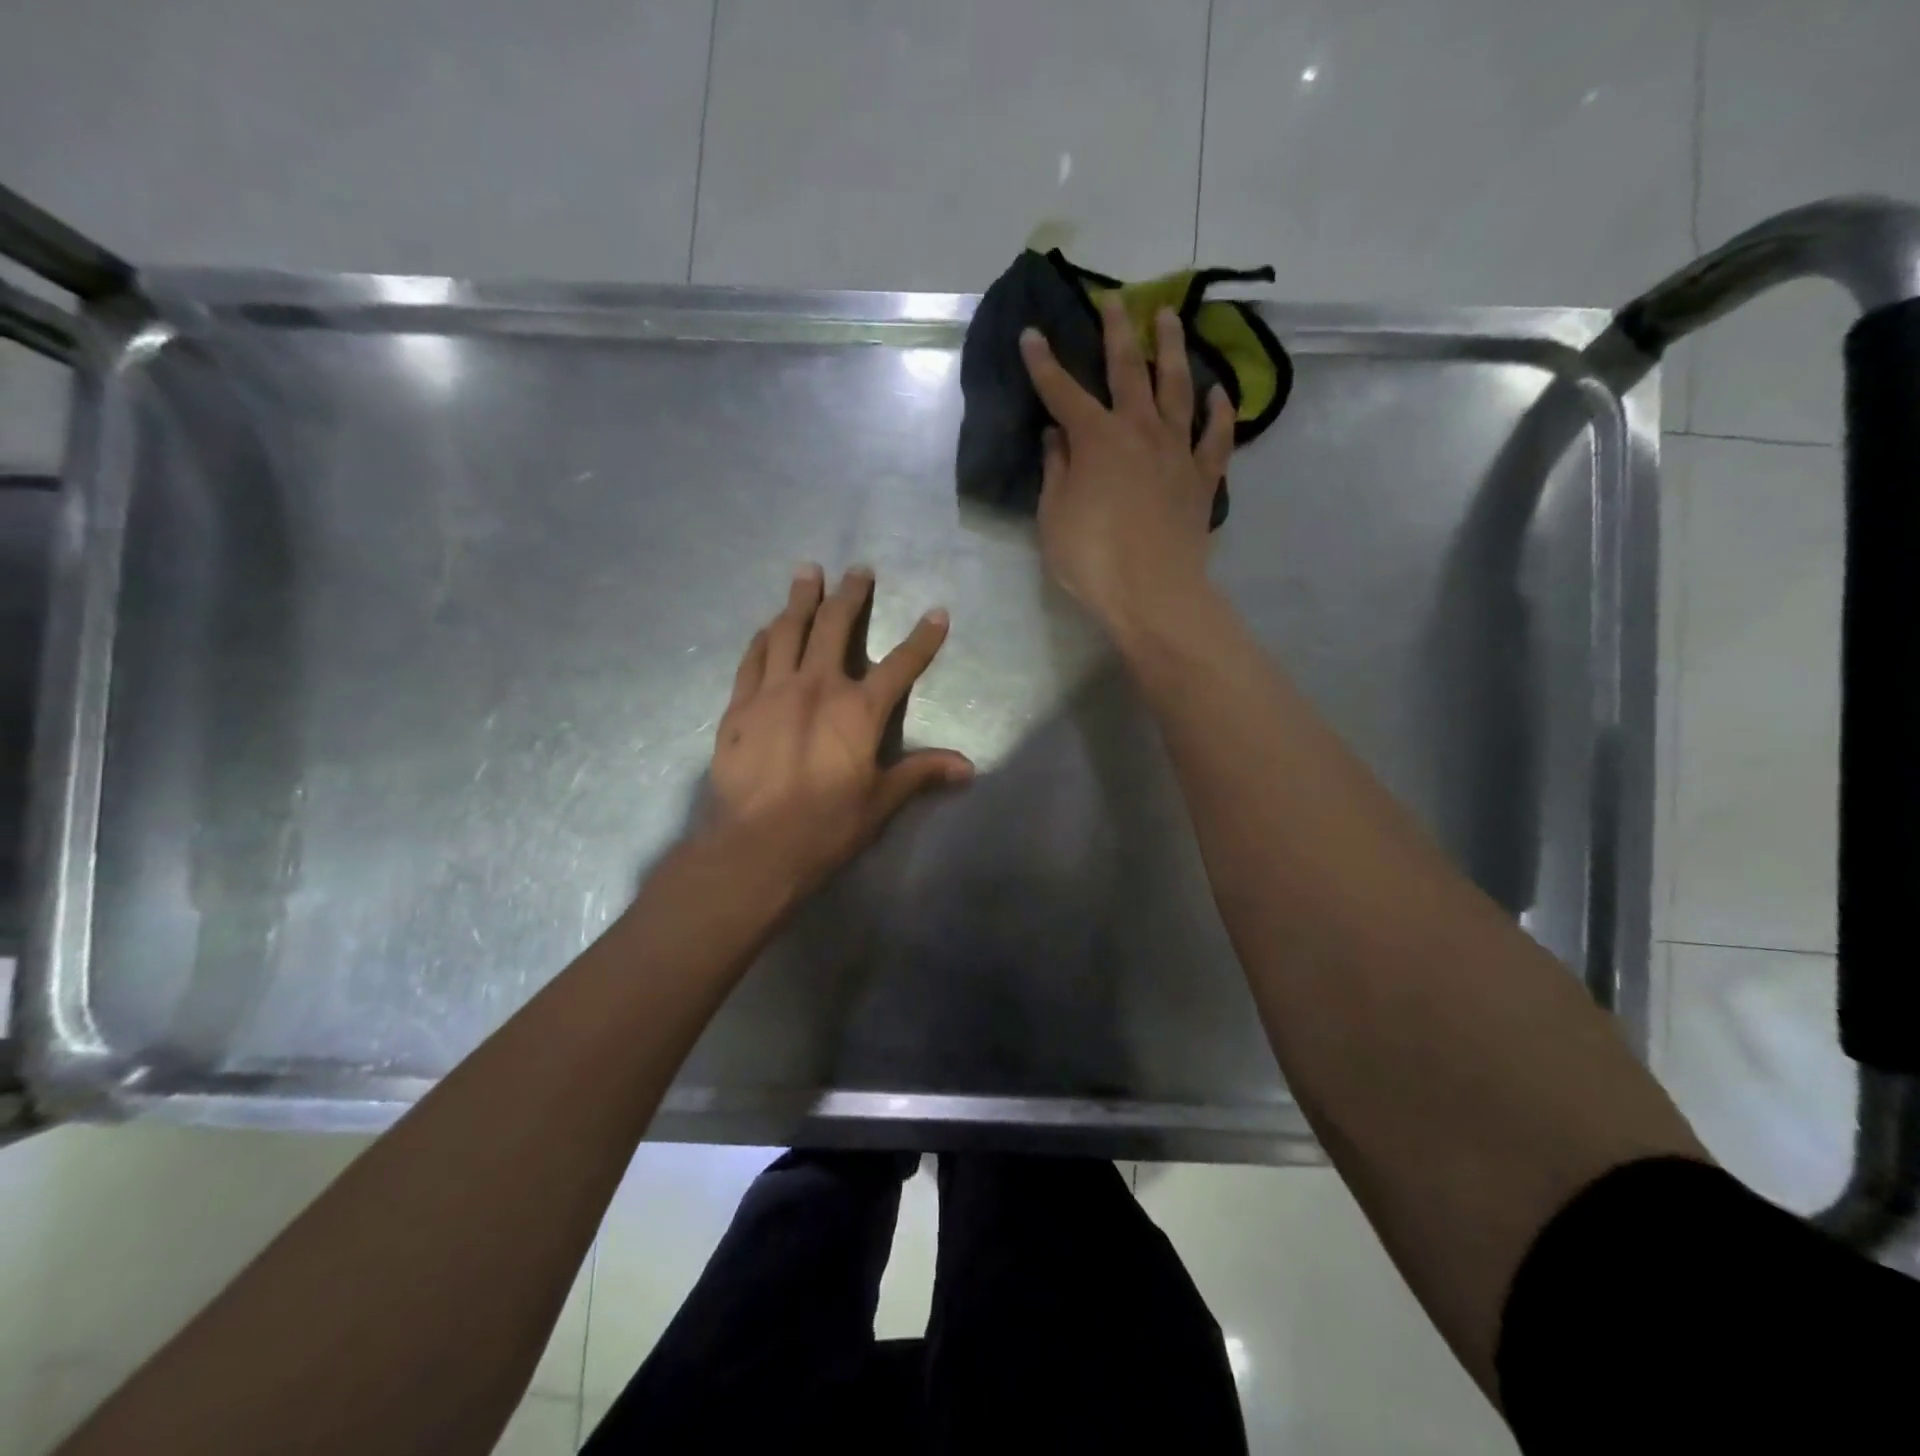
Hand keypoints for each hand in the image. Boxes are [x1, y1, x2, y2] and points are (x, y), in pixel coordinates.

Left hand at [709, 564, 973, 894]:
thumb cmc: (827, 825)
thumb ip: (921, 774)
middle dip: (850, 595)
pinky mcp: (739, 706)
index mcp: (859, 710)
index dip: (923, 638)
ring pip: (788, 631)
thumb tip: (968, 767)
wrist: (756, 846)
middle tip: (857, 571)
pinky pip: (753, 658)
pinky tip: (768, 626)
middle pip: (835, 627)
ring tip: (807, 572)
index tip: (937, 613)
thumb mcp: (881, 801)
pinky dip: (763, 637)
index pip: (901, 664)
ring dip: (801, 599)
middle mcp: (817, 687)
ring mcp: (773, 691)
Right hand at [1019, 294, 1235, 636]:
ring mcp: (1176, 451)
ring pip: (1177, 388)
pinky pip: (1215, 437)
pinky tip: (1218, 393)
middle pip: (1128, 370)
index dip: (1044, 363)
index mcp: (1096, 439)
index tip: (1031, 334)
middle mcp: (1139, 431)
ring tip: (1170, 319)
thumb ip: (1055, 470)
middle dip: (1118, 332)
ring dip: (1171, 350)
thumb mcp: (1054, 517)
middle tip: (1116, 300)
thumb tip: (1057, 435)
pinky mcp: (1203, 478)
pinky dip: (1219, 412)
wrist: (1153, 593)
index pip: (1062, 391)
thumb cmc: (1092, 559)